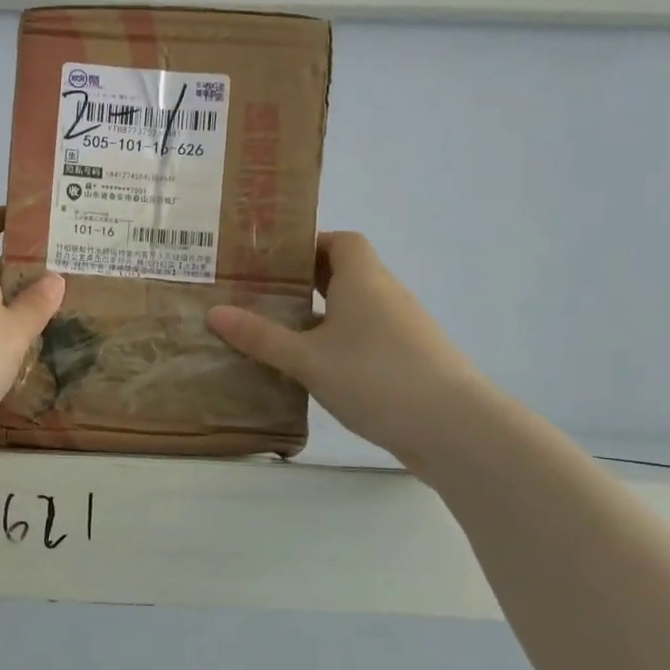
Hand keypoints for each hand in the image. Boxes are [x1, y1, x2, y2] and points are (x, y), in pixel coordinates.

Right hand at [207, 231, 488, 474]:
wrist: (455, 428)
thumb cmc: (376, 376)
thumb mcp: (307, 358)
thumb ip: (260, 336)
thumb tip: (214, 312)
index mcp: (363, 279)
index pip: (341, 241)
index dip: (309, 244)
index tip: (273, 262)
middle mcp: (386, 295)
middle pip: (346, 273)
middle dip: (305, 281)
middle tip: (262, 295)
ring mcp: (403, 329)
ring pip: (355, 309)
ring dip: (322, 315)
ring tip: (279, 333)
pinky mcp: (410, 361)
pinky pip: (366, 338)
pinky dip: (340, 343)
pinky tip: (314, 369)